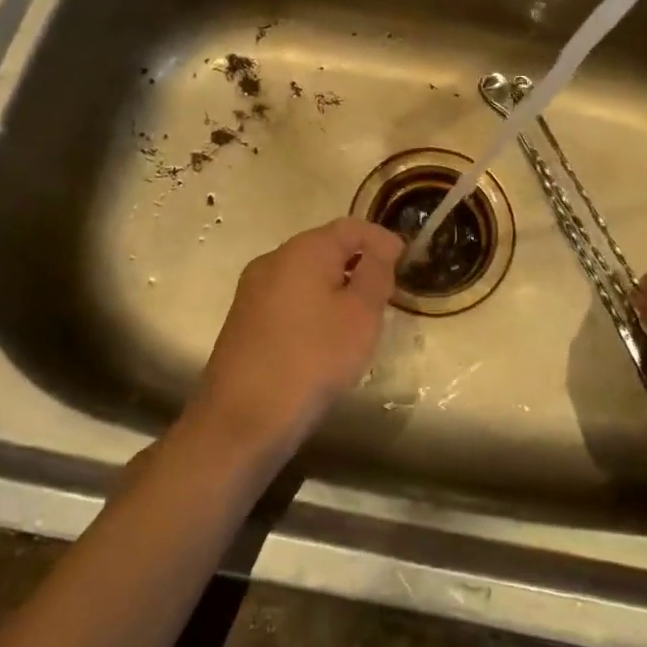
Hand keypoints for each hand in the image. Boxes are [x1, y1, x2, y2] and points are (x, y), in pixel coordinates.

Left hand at [190, 217, 401, 456]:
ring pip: (304, 274)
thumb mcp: (361, 315)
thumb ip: (376, 272)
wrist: (241, 420)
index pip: (350, 226)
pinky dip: (312, 304)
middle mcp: (273, 259)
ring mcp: (252, 290)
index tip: (405, 259)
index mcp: (303, 250)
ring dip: (334, 284)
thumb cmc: (312, 360)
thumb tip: (382, 245)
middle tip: (385, 288)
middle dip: (357, 261)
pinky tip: (324, 335)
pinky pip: (287, 297)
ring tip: (359, 314)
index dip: (380, 239)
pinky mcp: (242, 319)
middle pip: (324, 247)